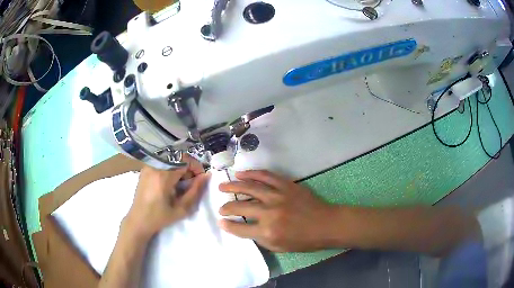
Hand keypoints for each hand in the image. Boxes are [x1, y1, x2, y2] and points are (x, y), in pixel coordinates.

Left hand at [124, 155, 209, 239]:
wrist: (139, 220)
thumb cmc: (160, 217)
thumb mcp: (181, 208)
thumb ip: (195, 191)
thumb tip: (206, 176)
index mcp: (163, 176)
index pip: (185, 160)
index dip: (196, 167)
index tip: (200, 179)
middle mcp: (155, 166)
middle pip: (178, 157)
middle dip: (189, 167)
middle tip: (192, 182)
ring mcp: (148, 166)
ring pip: (171, 158)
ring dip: (180, 167)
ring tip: (182, 183)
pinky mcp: (145, 168)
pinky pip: (163, 162)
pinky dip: (171, 168)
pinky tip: (171, 182)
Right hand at [217, 170, 335, 251]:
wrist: (326, 224)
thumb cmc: (304, 240)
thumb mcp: (280, 247)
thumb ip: (260, 238)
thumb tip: (245, 228)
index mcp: (268, 232)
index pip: (240, 228)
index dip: (228, 225)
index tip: (221, 221)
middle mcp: (270, 213)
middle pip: (241, 207)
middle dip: (227, 207)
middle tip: (220, 206)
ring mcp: (278, 196)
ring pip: (250, 187)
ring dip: (233, 186)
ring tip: (222, 186)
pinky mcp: (286, 185)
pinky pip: (266, 176)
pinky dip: (252, 174)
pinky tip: (242, 174)